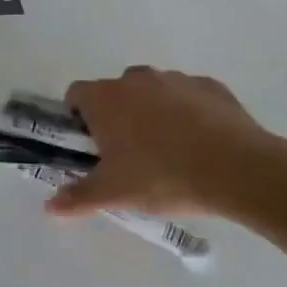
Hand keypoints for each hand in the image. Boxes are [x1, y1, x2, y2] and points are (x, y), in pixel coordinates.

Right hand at [44, 66, 286, 221]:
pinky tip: (200, 144)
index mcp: (106, 98)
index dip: (77, 117)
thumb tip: (49, 207)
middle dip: (117, 116)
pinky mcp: (211, 86)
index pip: (76, 94)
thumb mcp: (114, 194)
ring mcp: (176, 79)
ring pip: (153, 93)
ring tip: (169, 152)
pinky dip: (188, 114)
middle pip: (115, 92)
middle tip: (128, 155)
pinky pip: (189, 97)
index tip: (90, 145)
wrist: (237, 169)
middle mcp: (137, 79)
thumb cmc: (162, 178)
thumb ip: (78, 197)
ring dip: (153, 113)